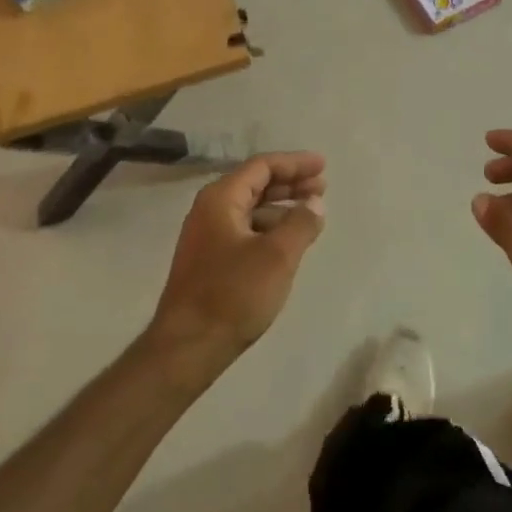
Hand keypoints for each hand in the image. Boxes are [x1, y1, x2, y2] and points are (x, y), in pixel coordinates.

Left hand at [150, 152, 326, 367]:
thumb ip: (301, 223)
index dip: (295, 163)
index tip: (323, 166)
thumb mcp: (277, 256)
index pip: (262, 166)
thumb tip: (315, 203)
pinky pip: (246, 230)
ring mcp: (207, 236)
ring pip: (251, 209)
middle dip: (290, 183)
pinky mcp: (210, 261)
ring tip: (312, 215)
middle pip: (256, 184)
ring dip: (282, 207)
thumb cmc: (233, 294)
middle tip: (322, 187)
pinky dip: (270, 228)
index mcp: (221, 199)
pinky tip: (289, 242)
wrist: (187, 347)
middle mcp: (210, 210)